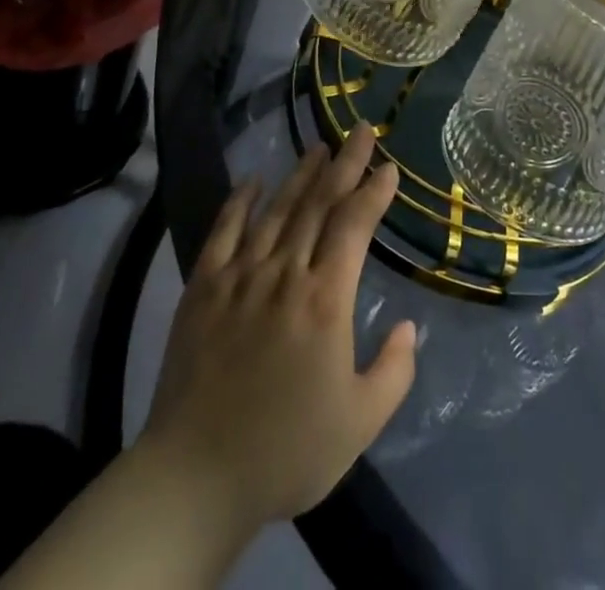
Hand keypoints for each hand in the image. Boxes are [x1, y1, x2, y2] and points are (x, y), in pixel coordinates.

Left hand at [138, 125, 416, 531]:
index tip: (388, 167)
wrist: (197, 476)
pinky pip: (223, 231)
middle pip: (319, 204)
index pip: (354, 226)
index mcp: (325, 300)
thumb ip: (393, 372)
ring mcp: (240, 275)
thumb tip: (407, 326)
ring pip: (277, 210)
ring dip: (300, 174)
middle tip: (360, 130)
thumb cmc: (286, 450)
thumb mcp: (359, 424)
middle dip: (344, 163)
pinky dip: (240, 201)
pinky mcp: (203, 287)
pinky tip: (253, 179)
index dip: (373, 192)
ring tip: (319, 147)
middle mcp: (285, 273)